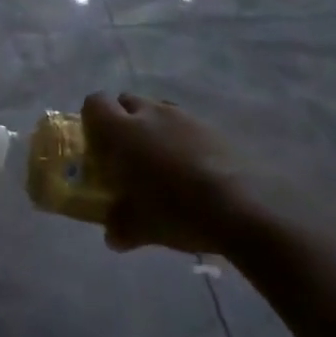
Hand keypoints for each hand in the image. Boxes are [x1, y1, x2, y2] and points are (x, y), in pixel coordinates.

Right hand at [81, 92, 257, 256]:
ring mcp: (184, 117)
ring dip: (154, 128)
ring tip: (164, 162)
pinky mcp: (213, 128)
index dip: (92, 118)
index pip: (95, 103)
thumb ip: (120, 227)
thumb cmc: (177, 211)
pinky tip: (194, 170)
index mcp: (122, 130)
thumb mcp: (141, 227)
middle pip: (127, 101)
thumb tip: (112, 235)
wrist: (243, 207)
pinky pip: (187, 125)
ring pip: (159, 111)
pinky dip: (184, 139)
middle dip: (124, 120)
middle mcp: (150, 113)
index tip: (97, 142)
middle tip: (128, 153)